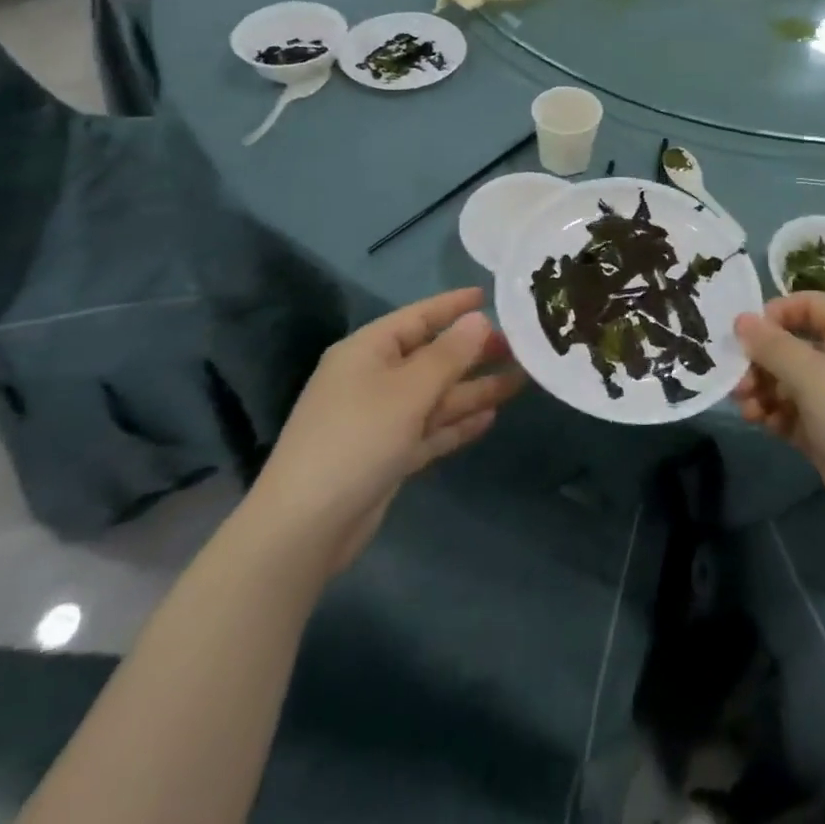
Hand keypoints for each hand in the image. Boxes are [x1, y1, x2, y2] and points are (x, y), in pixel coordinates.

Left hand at [253, 288, 523, 574]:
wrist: (305, 528)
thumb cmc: (357, 439)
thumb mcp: (408, 391)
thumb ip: (448, 354)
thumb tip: (479, 319)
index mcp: (368, 351)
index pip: (418, 316)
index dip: (453, 305)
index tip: (489, 296)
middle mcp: (373, 379)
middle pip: (431, 357)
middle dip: (472, 353)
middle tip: (519, 347)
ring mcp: (379, 419)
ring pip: (435, 396)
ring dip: (473, 389)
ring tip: (519, 381)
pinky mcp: (386, 456)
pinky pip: (429, 429)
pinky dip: (456, 423)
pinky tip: (490, 417)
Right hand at [733, 294, 824, 563]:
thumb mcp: (809, 374)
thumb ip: (771, 344)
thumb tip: (742, 319)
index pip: (808, 304)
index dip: (774, 314)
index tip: (746, 336)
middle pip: (794, 345)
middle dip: (761, 361)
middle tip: (739, 381)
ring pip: (791, 381)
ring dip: (764, 390)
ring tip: (746, 409)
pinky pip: (796, 412)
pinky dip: (777, 414)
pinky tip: (762, 425)